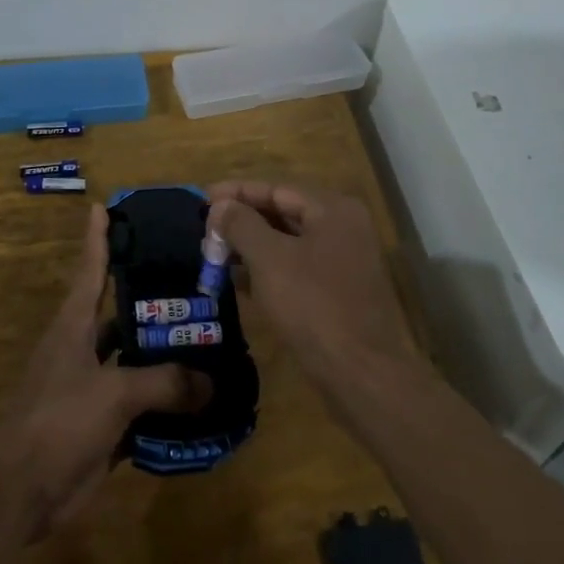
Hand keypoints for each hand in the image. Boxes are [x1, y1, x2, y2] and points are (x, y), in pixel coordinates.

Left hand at [0, 205, 211, 537]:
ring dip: (165, 353)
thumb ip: (164, 382)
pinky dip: (166, 401)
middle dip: (152, 299)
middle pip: (120, 314)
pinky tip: (200, 397)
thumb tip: (211, 381)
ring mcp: (91, 387)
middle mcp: (82, 349)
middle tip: (195, 280)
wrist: (21, 491)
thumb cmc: (58, 420)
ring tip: (208, 337)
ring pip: (134, 360)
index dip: (98, 239)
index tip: (104, 206)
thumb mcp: (113, 392)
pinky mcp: (101, 424)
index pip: (91, 270)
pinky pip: (141, 404)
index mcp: (74, 326)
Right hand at [208, 182, 418, 387]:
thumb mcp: (270, 259)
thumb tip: (222, 205)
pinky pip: (296, 268)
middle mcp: (342, 227)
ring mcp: (343, 261)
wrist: (362, 374)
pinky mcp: (338, 291)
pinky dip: (267, 270)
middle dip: (242, 220)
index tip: (202, 198)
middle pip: (283, 213)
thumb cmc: (313, 306)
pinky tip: (237, 280)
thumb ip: (242, 225)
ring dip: (250, 246)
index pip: (276, 189)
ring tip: (213, 254)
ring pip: (288, 243)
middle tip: (205, 229)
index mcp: (332, 209)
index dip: (237, 192)